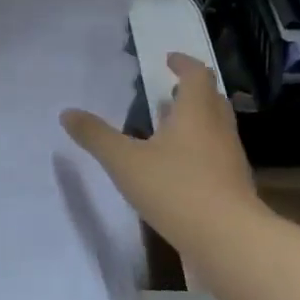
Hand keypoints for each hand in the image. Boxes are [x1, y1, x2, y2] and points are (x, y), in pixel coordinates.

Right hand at [61, 51, 266, 255]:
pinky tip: (177, 167)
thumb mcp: (124, 161)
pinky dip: (198, 148)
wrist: (228, 240)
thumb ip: (96, 136)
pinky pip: (215, 154)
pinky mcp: (232, 185)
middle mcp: (218, 129)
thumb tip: (67, 113)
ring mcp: (229, 159)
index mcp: (195, 113)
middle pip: (211, 99)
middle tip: (169, 91)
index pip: (197, 75)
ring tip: (167, 127)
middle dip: (191, 91)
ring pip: (214, 127)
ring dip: (194, 120)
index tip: (169, 59)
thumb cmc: (175, 189)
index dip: (183, 63)